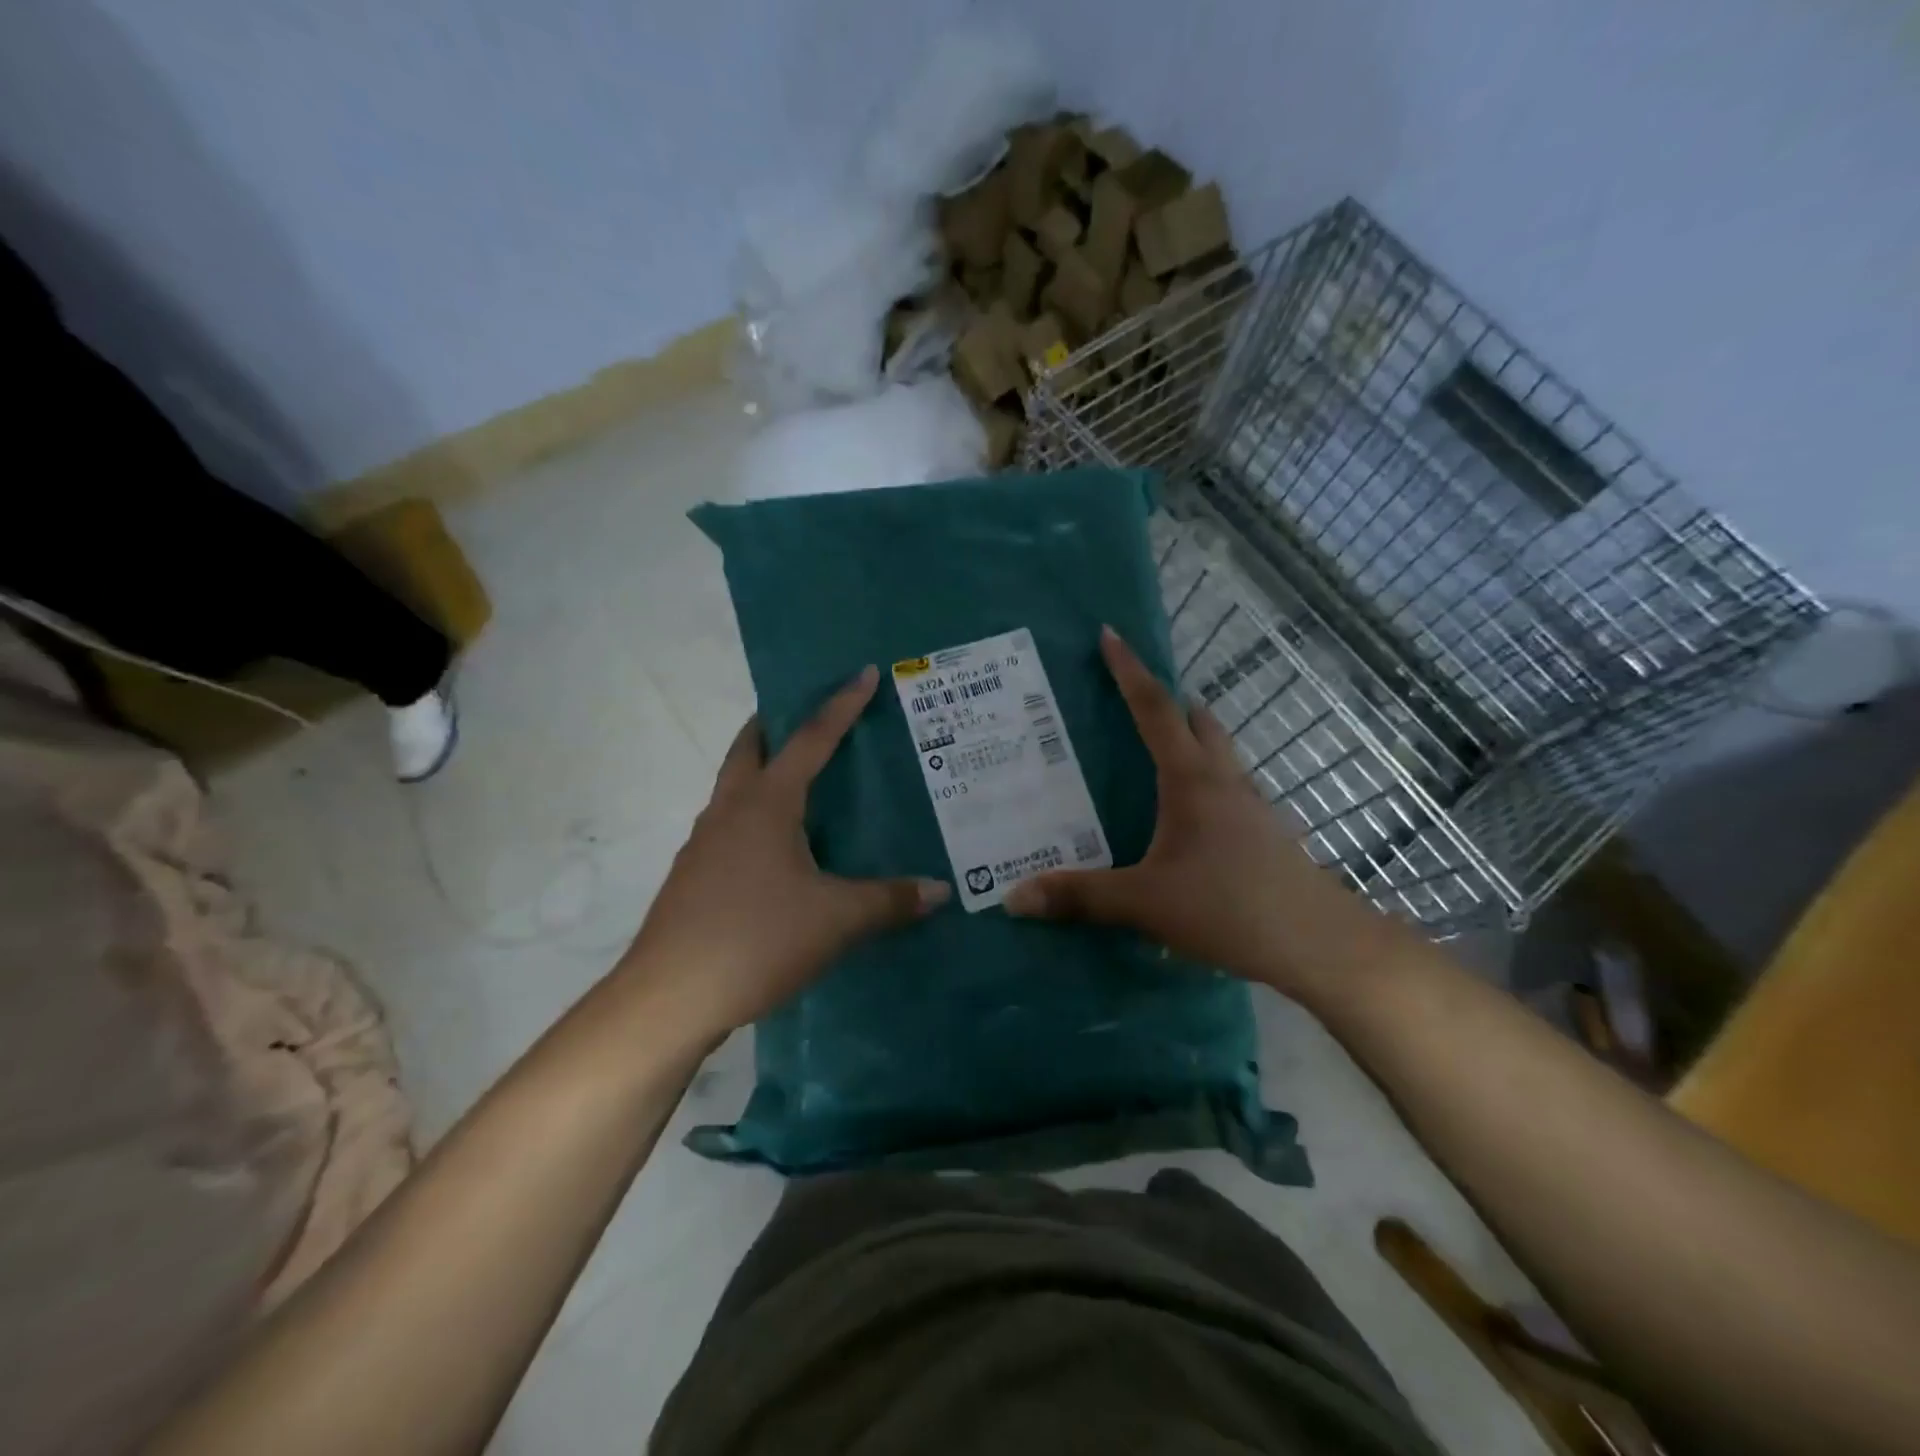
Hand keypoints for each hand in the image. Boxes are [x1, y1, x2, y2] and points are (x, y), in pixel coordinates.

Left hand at [619, 666, 948, 1039]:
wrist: (668, 997)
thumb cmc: (756, 939)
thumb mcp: (836, 919)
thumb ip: (890, 900)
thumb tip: (940, 891)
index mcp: (766, 804)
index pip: (811, 739)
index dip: (841, 705)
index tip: (862, 673)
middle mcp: (730, 810)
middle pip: (750, 748)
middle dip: (777, 724)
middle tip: (812, 719)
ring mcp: (704, 843)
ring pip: (734, 787)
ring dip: (762, 770)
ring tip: (801, 783)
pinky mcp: (694, 876)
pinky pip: (729, 825)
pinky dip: (755, 814)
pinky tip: (779, 849)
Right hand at [1004, 627, 1383, 1001]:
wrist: (1318, 943)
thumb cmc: (1229, 908)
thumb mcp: (1145, 903)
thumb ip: (1080, 897)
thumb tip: (1014, 898)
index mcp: (1191, 780)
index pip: (1155, 710)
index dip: (1129, 671)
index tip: (1110, 635)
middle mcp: (1223, 781)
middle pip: (1196, 721)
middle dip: (1165, 701)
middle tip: (1131, 699)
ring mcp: (1250, 805)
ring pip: (1218, 753)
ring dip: (1190, 738)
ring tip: (1156, 753)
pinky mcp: (1264, 833)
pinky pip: (1228, 786)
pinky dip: (1204, 779)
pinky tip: (1188, 816)